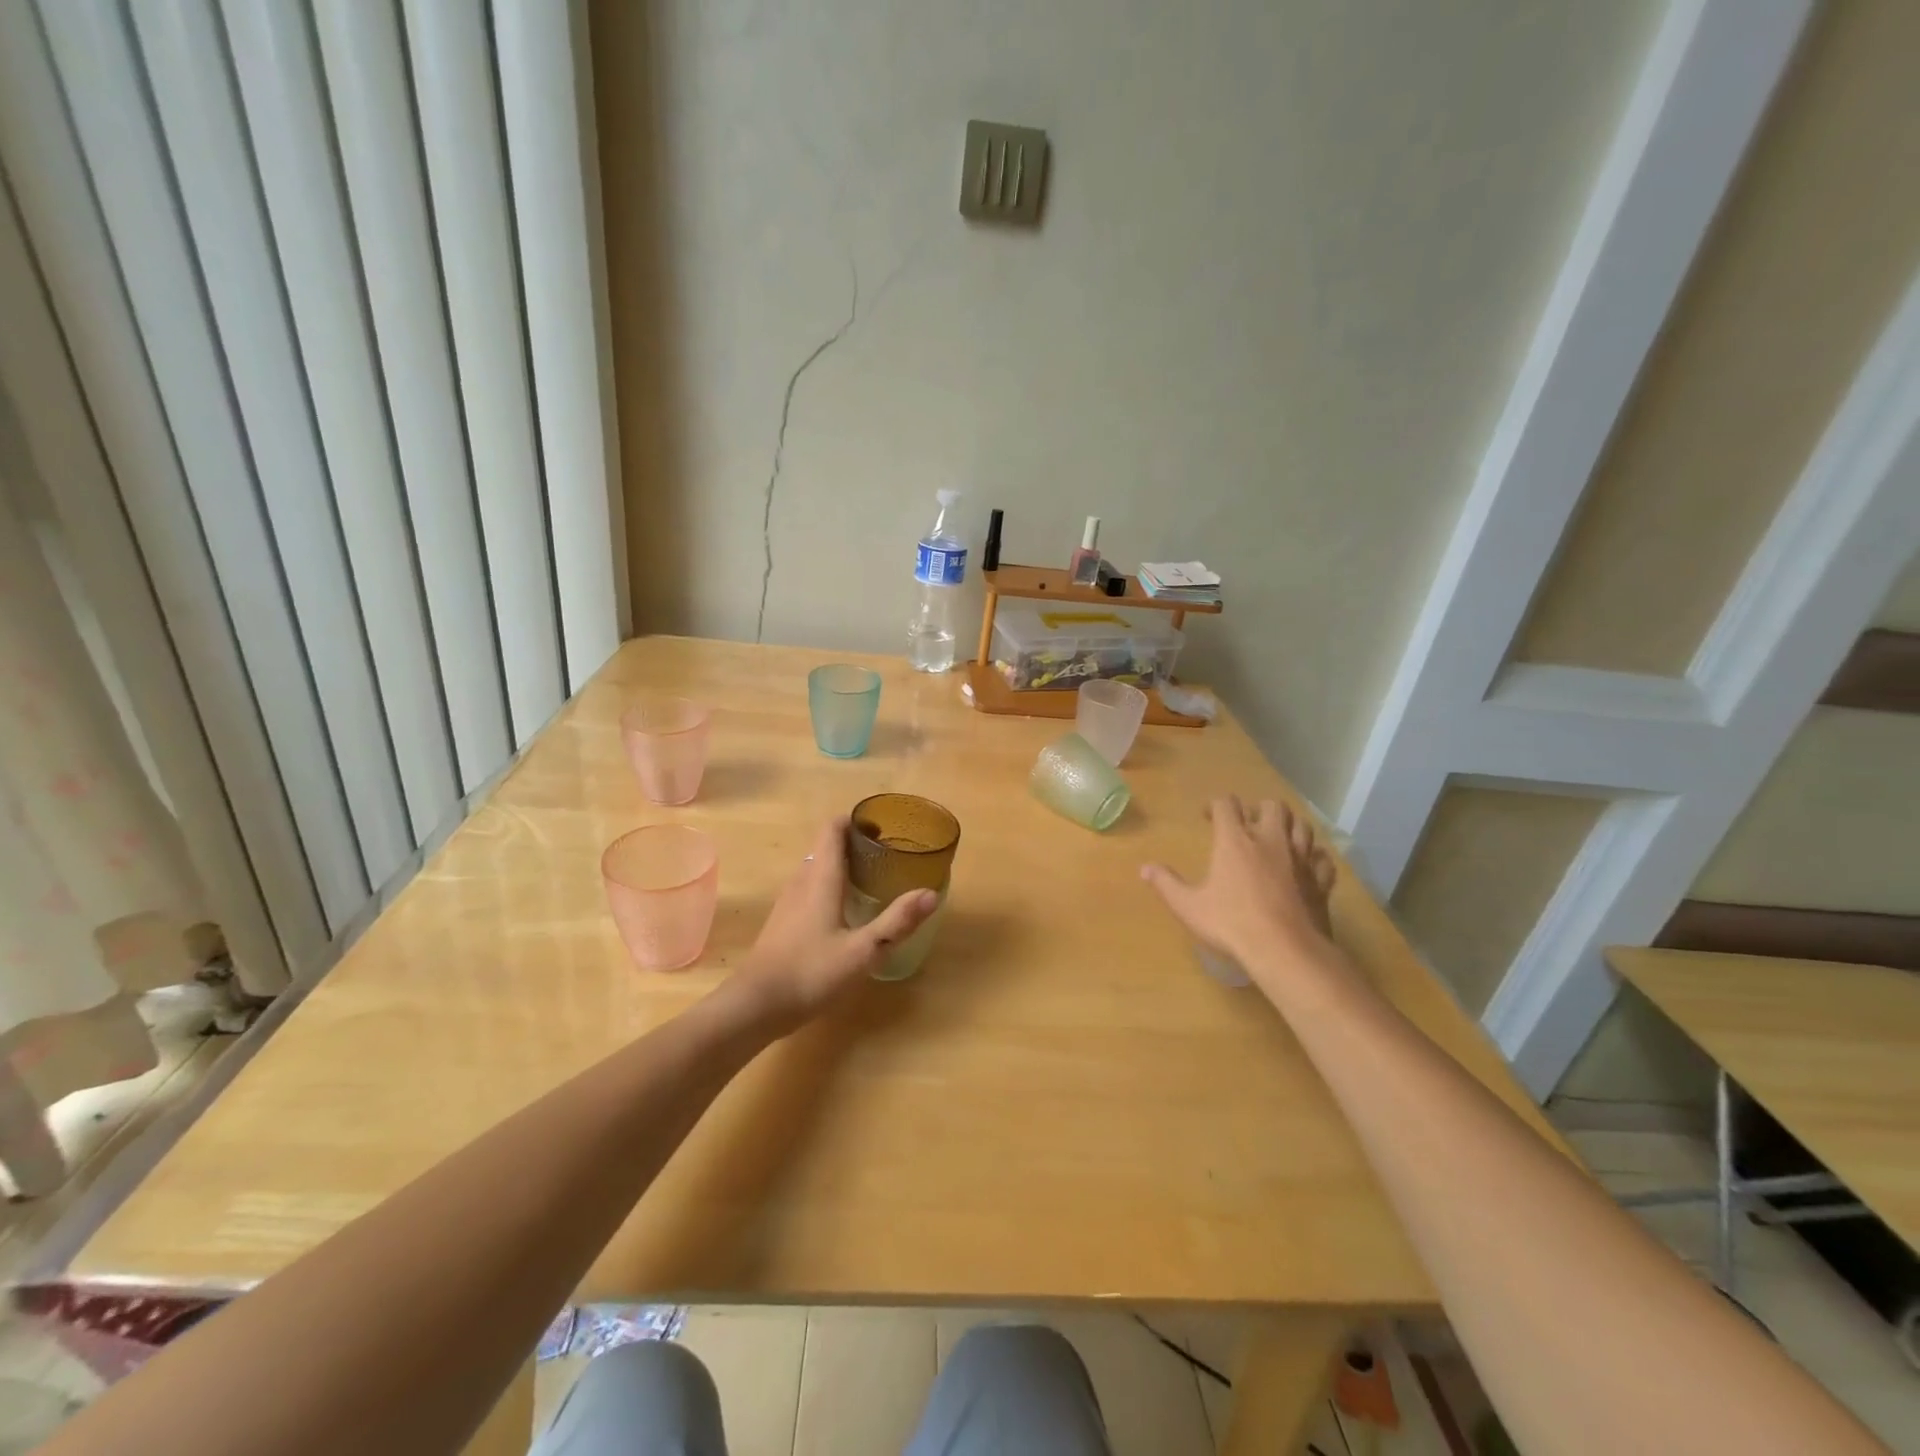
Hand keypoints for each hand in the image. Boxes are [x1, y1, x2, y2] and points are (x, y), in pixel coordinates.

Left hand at [735, 818, 937, 1030]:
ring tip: (872, 879)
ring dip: (842, 865)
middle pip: (826, 846)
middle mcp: (802, 881)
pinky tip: (846, 911)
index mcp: (821, 878)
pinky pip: (809, 889)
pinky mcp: (783, 922)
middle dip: (855, 844)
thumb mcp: (863, 951)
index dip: (855, 821)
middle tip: (887, 855)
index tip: (882, 828)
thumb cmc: (811, 972)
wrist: (755, 1005)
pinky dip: (830, 886)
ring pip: (816, 868)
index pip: (832, 829)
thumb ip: (897, 922)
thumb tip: (931, 893)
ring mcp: (788, 902)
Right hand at [1142, 797, 1337, 974]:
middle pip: (1272, 806)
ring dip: (1289, 826)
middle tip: (1247, 824)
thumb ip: (1166, 884)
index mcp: (1235, 841)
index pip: (1227, 805)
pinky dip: (1314, 856)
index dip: (1216, 805)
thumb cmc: (1231, 924)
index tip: (1207, 816)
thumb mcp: (1188, 906)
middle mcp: (1270, 840)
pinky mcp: (1320, 880)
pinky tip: (1306, 865)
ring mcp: (1300, 859)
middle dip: (1258, 809)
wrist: (1285, 951)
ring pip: (1302, 826)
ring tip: (1277, 838)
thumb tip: (1145, 868)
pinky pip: (1322, 858)